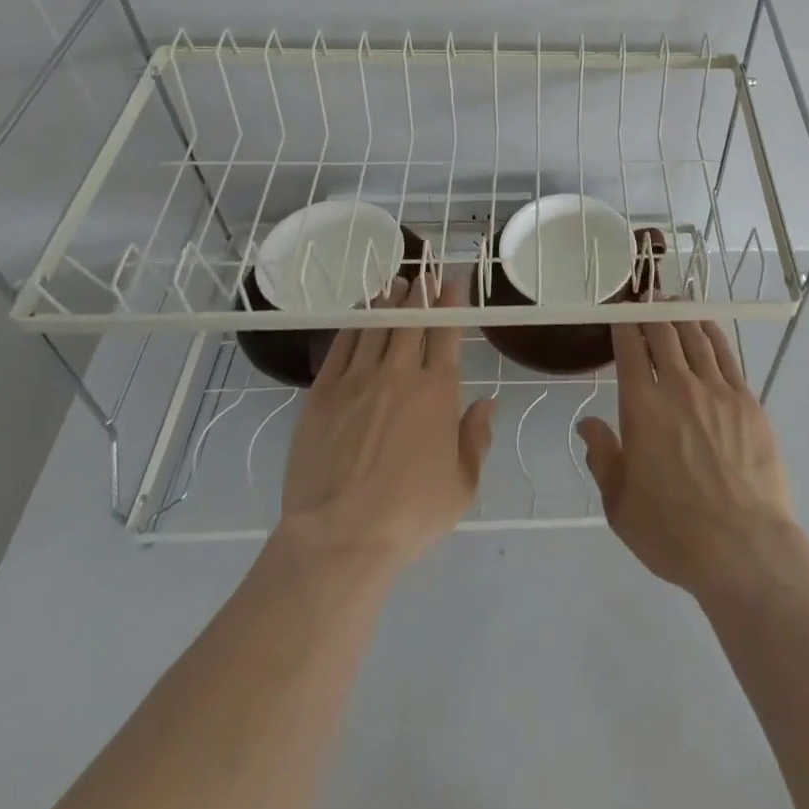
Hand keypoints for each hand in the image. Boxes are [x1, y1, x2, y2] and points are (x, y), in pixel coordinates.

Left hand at [274, 272, 495, 572]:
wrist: (339, 537)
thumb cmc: (409, 514)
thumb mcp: (462, 485)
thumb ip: (476, 438)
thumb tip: (486, 403)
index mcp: (437, 391)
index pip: (446, 332)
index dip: (451, 302)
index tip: (453, 281)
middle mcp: (399, 374)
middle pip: (410, 319)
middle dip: (420, 292)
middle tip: (425, 272)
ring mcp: (357, 380)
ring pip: (376, 325)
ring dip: (389, 300)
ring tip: (396, 283)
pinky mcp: (322, 393)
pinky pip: (341, 345)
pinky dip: (354, 323)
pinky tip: (359, 313)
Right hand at [577, 313, 798, 598]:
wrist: (743, 548)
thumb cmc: (673, 532)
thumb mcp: (620, 504)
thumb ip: (602, 456)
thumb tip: (588, 422)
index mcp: (642, 407)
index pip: (630, 349)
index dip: (623, 325)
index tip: (620, 313)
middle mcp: (679, 387)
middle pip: (664, 333)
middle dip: (651, 311)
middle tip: (646, 300)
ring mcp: (718, 391)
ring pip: (696, 336)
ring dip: (681, 314)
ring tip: (674, 302)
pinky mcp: (748, 402)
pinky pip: (727, 355)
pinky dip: (712, 333)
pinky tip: (707, 326)